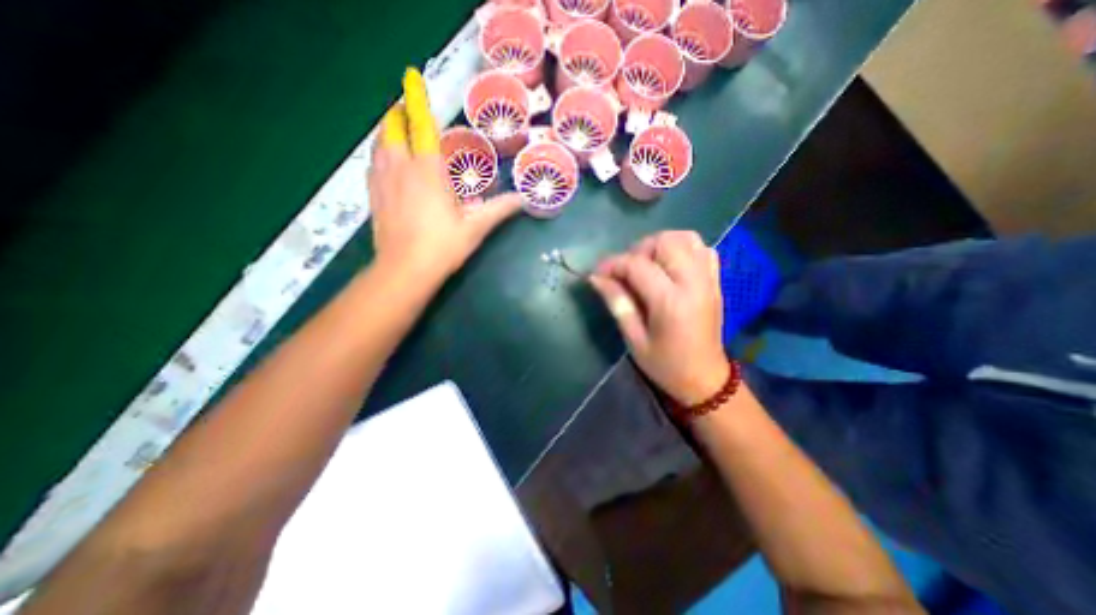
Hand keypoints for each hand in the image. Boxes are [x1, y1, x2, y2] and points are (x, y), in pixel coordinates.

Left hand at [369, 68, 521, 283]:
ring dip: (388, 131)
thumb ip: (499, 210)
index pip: (422, 127)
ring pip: (380, 145)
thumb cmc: (443, 247)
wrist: (405, 270)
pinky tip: (385, 160)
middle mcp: (401, 169)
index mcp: (428, 172)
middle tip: (408, 107)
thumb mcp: (476, 228)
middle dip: (399, 113)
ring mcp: (383, 182)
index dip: (417, 100)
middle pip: (393, 129)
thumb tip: (524, 200)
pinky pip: (373, 165)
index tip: (412, 77)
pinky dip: (380, 154)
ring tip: (397, 128)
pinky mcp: (373, 196)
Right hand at [586, 234, 731, 406]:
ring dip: (661, 246)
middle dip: (639, 250)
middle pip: (665, 241)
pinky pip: (703, 249)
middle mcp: (694, 283)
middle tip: (627, 272)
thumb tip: (595, 277)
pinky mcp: (716, 282)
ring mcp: (709, 280)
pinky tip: (670, 267)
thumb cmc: (665, 365)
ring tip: (648, 266)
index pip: (637, 265)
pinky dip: (683, 249)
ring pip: (686, 238)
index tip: (598, 273)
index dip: (613, 264)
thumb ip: (617, 303)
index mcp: (671, 302)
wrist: (705, 379)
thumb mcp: (634, 339)